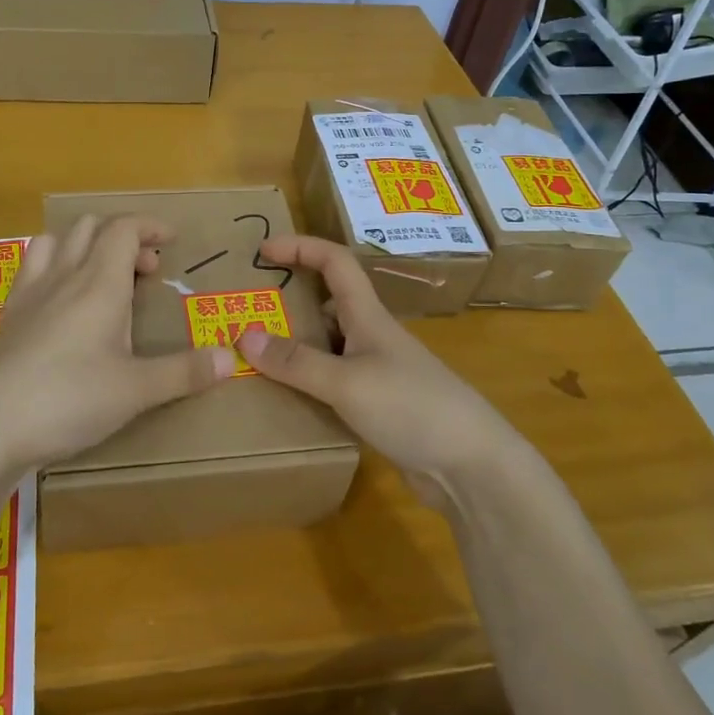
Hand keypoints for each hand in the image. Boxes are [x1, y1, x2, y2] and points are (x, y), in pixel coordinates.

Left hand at [0, 215, 235, 470]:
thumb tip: (230, 359)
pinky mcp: (8, 315)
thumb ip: (184, 372)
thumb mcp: (136, 390)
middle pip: (91, 227)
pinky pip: (31, 267)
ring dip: (84, 245)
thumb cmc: (70, 399)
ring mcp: (30, 292)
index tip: (172, 242)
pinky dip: (53, 265)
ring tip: (103, 276)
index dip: (150, 226)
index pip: (124, 229)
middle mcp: (64, 276)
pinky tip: (60, 300)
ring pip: (56, 240)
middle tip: (145, 271)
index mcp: (100, 284)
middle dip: (123, 237)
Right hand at [237, 235, 522, 499]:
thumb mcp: (347, 382)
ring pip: (327, 346)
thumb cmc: (412, 407)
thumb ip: (296, 362)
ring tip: (253, 358)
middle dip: (289, 301)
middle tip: (246, 313)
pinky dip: (308, 383)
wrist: (471, 466)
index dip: (301, 247)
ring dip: (295, 346)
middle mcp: (371, 337)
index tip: (263, 250)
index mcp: (368, 316)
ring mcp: (377, 372)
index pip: (335, 262)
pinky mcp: (378, 406)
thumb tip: (243, 335)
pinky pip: (333, 382)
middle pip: (327, 304)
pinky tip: (287, 400)